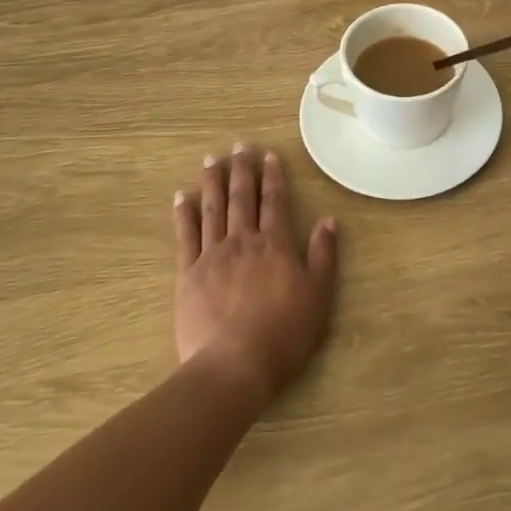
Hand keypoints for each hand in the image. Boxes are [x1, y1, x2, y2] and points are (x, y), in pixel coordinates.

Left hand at [172, 144, 336, 403]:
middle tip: (239, 145)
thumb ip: (323, 255)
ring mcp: (212, 255)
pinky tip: (181, 196)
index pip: (275, 202)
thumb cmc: (284, 333)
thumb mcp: (318, 295)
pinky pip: (185, 236)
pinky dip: (183, 214)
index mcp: (276, 244)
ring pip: (213, 209)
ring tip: (211, 159)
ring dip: (213, 182)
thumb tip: (329, 220)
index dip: (273, 177)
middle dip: (242, 170)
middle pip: (242, 198)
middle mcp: (243, 241)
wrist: (235, 365)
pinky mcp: (188, 274)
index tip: (269, 155)